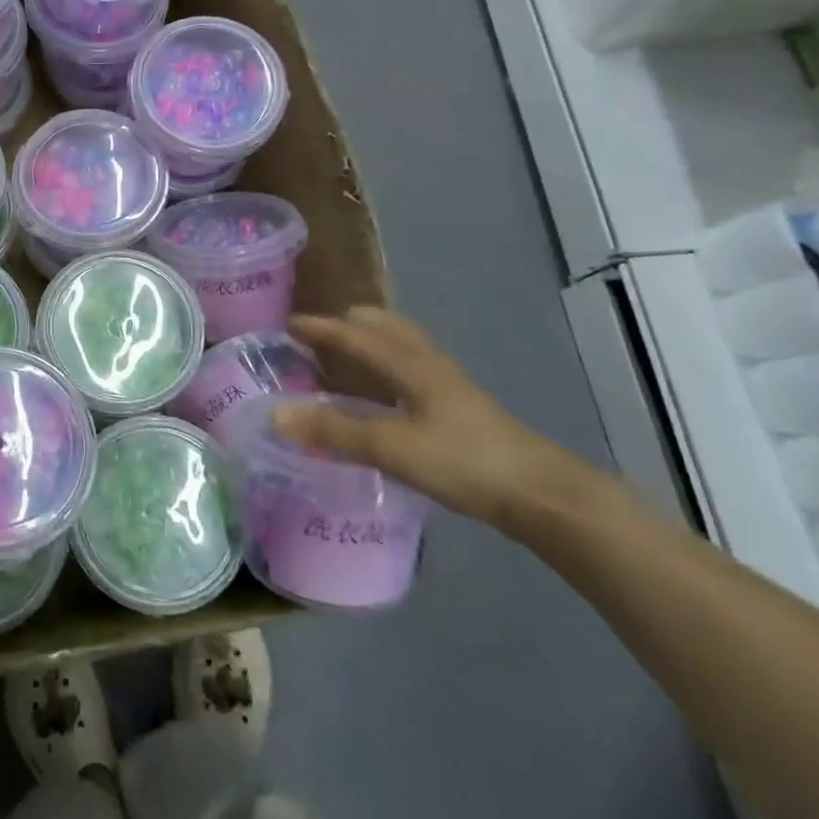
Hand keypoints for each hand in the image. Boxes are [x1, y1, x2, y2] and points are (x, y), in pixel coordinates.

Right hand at [274, 308, 604, 532]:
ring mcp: (447, 384)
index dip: (320, 327)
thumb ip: (334, 431)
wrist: (542, 494)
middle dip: (348, 324)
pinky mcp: (459, 406)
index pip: (355, 334)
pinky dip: (387, 365)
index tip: (287, 324)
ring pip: (402, 345)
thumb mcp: (392, 448)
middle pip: (385, 327)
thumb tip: (276, 414)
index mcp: (410, 364)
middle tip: (316, 337)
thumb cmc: (464, 462)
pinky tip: (383, 393)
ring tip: (345, 357)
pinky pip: (412, 367)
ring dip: (370, 342)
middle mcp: (427, 364)